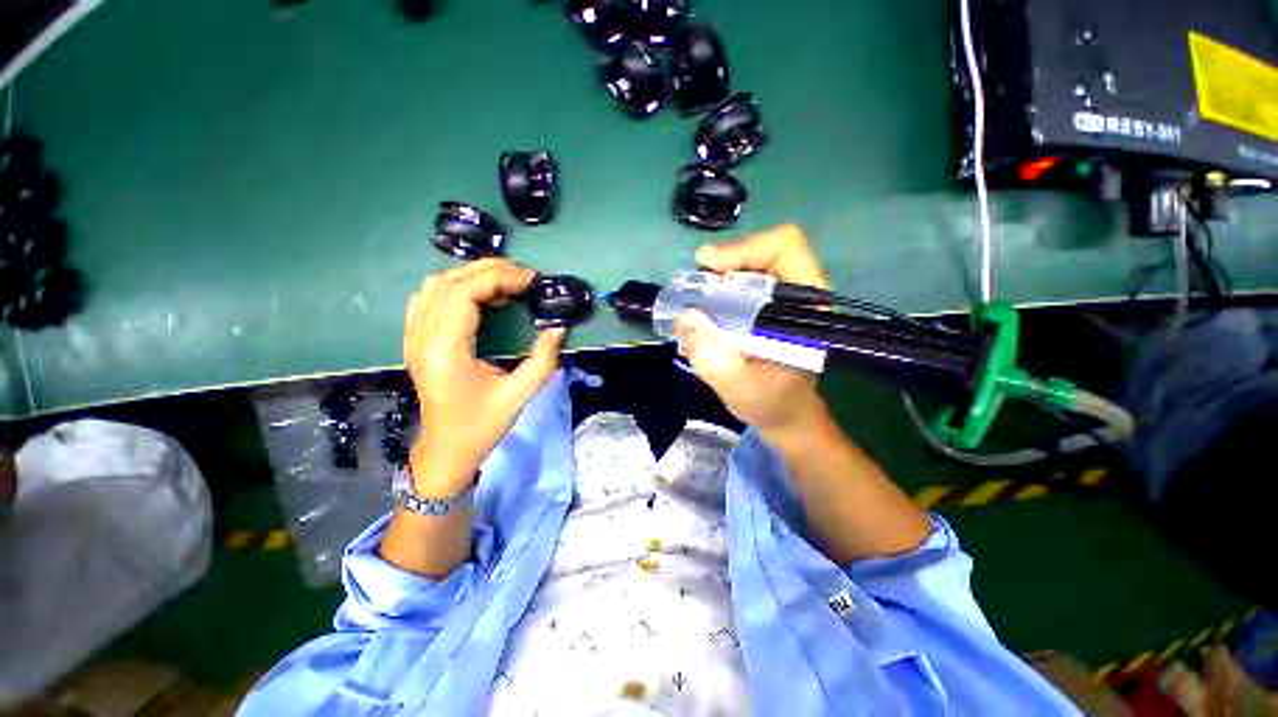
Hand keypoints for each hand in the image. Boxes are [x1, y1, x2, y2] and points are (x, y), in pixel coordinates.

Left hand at [404, 259, 565, 497]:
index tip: (530, 281)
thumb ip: (543, 360)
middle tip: (523, 277)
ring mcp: (413, 338)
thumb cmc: (481, 426)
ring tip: (506, 282)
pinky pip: (429, 299)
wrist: (446, 450)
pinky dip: (456, 287)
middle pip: (447, 282)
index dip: (498, 278)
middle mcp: (422, 337)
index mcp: (445, 350)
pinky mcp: (416, 341)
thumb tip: (558, 328)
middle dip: (488, 270)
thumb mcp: (518, 396)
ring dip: (471, 275)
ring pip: (434, 286)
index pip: (463, 293)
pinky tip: (480, 295)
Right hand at [675, 225, 830, 438]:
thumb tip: (686, 318)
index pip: (785, 249)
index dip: (746, 249)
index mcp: (808, 307)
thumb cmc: (771, 403)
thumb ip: (715, 359)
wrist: (785, 415)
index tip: (709, 267)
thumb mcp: (740, 389)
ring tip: (696, 296)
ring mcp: (784, 299)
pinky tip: (705, 306)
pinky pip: (743, 282)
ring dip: (720, 275)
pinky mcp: (769, 307)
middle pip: (764, 251)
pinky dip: (719, 288)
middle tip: (694, 285)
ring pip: (751, 264)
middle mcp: (800, 294)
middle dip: (725, 263)